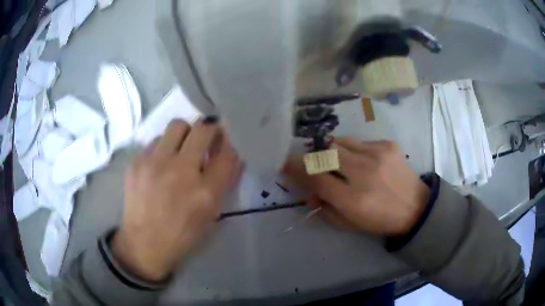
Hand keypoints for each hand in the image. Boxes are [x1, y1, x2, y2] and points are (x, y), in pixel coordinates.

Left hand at [113, 119, 241, 281]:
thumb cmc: (182, 234)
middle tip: (204, 140)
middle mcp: (181, 172)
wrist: (144, 244)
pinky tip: (158, 166)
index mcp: (205, 192)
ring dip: (184, 136)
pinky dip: (162, 149)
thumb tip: (229, 156)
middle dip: (209, 130)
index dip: (228, 145)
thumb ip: (223, 183)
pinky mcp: (136, 163)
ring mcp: (155, 164)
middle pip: (203, 129)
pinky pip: (155, 141)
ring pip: (177, 126)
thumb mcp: (211, 214)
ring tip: (178, 152)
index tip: (223, 144)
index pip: (228, 154)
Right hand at [284, 138, 429, 236]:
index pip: (316, 178)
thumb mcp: (348, 224)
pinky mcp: (387, 145)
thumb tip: (309, 191)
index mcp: (353, 199)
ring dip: (332, 151)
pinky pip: (359, 141)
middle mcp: (364, 173)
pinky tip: (362, 161)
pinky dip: (352, 150)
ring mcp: (377, 154)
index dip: (296, 169)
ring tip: (337, 161)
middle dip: (313, 156)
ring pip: (340, 141)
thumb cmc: (380, 220)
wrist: (415, 207)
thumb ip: (324, 207)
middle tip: (312, 162)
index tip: (286, 164)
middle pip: (326, 152)